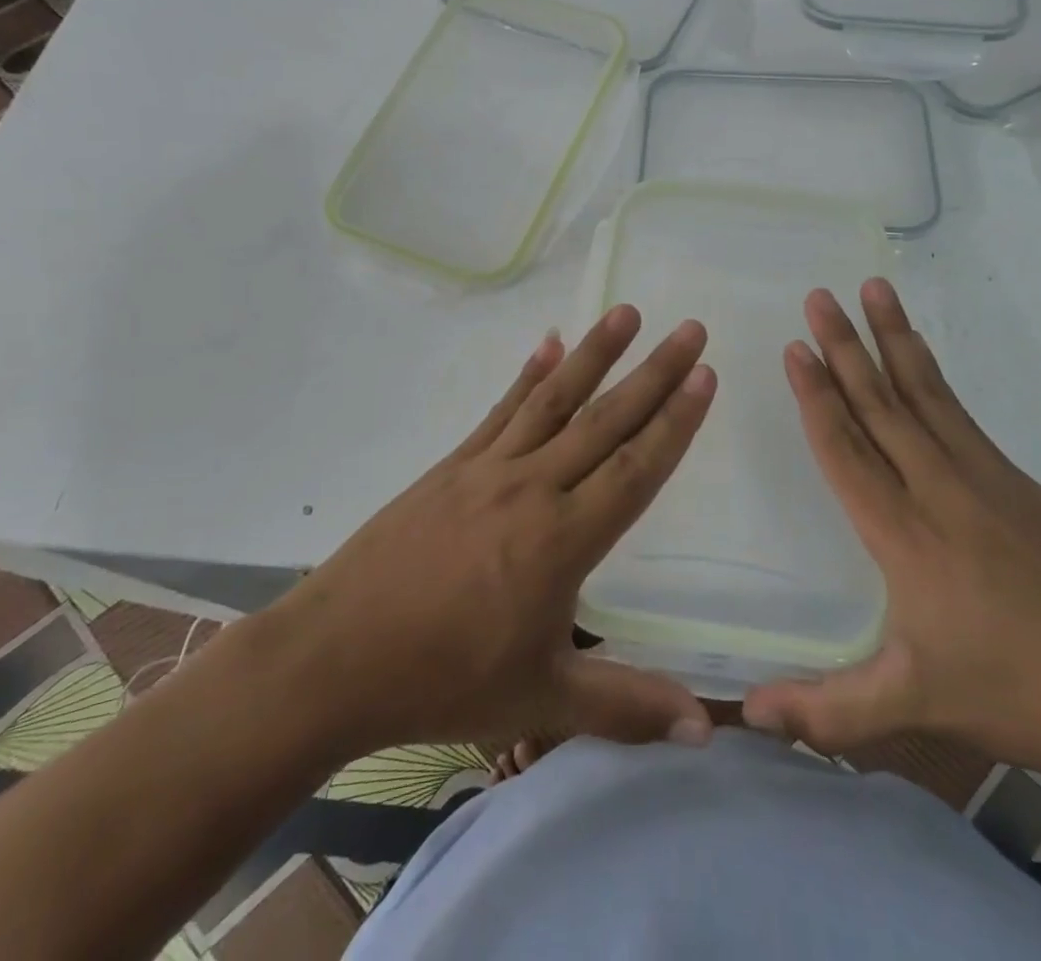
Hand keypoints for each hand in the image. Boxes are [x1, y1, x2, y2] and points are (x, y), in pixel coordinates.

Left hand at [276, 305, 717, 760]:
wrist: (335, 657)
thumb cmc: (443, 680)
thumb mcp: (539, 702)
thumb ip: (625, 705)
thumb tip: (705, 728)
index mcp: (562, 541)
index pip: (635, 469)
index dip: (675, 422)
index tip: (704, 376)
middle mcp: (532, 488)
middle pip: (605, 421)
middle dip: (655, 373)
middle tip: (690, 330)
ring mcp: (489, 469)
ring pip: (554, 400)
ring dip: (595, 354)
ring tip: (627, 313)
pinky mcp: (453, 465)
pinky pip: (501, 409)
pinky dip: (528, 374)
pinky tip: (548, 343)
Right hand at [743, 279, 1040, 793]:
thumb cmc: (1031, 694)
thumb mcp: (922, 708)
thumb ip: (830, 712)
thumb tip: (746, 714)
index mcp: (905, 536)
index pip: (846, 449)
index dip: (816, 396)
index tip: (795, 347)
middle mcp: (938, 489)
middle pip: (880, 405)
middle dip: (844, 347)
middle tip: (818, 296)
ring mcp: (982, 478)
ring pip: (921, 393)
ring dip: (891, 340)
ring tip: (872, 290)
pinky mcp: (1015, 480)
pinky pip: (957, 410)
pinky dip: (930, 372)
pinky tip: (918, 355)